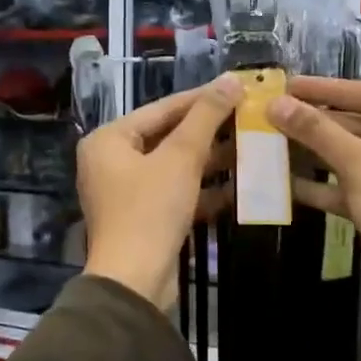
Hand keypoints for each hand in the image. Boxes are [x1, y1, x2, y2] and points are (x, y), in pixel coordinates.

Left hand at [78, 75, 240, 308]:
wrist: (134, 282)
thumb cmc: (150, 210)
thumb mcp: (181, 158)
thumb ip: (206, 117)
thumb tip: (230, 79)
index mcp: (109, 140)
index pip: (162, 108)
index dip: (202, 98)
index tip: (238, 87)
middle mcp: (111, 161)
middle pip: (167, 136)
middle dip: (209, 131)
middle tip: (249, 117)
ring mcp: (126, 192)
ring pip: (174, 166)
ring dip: (210, 160)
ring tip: (251, 146)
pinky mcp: (143, 218)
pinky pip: (175, 192)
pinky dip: (202, 189)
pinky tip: (239, 186)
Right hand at [265, 77, 360, 318]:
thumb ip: (318, 132)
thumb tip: (276, 103)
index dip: (327, 90)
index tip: (288, 84)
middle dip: (318, 125)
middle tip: (274, 114)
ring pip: (358, 158)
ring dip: (317, 154)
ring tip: (272, 143)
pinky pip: (358, 186)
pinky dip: (327, 185)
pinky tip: (287, 181)